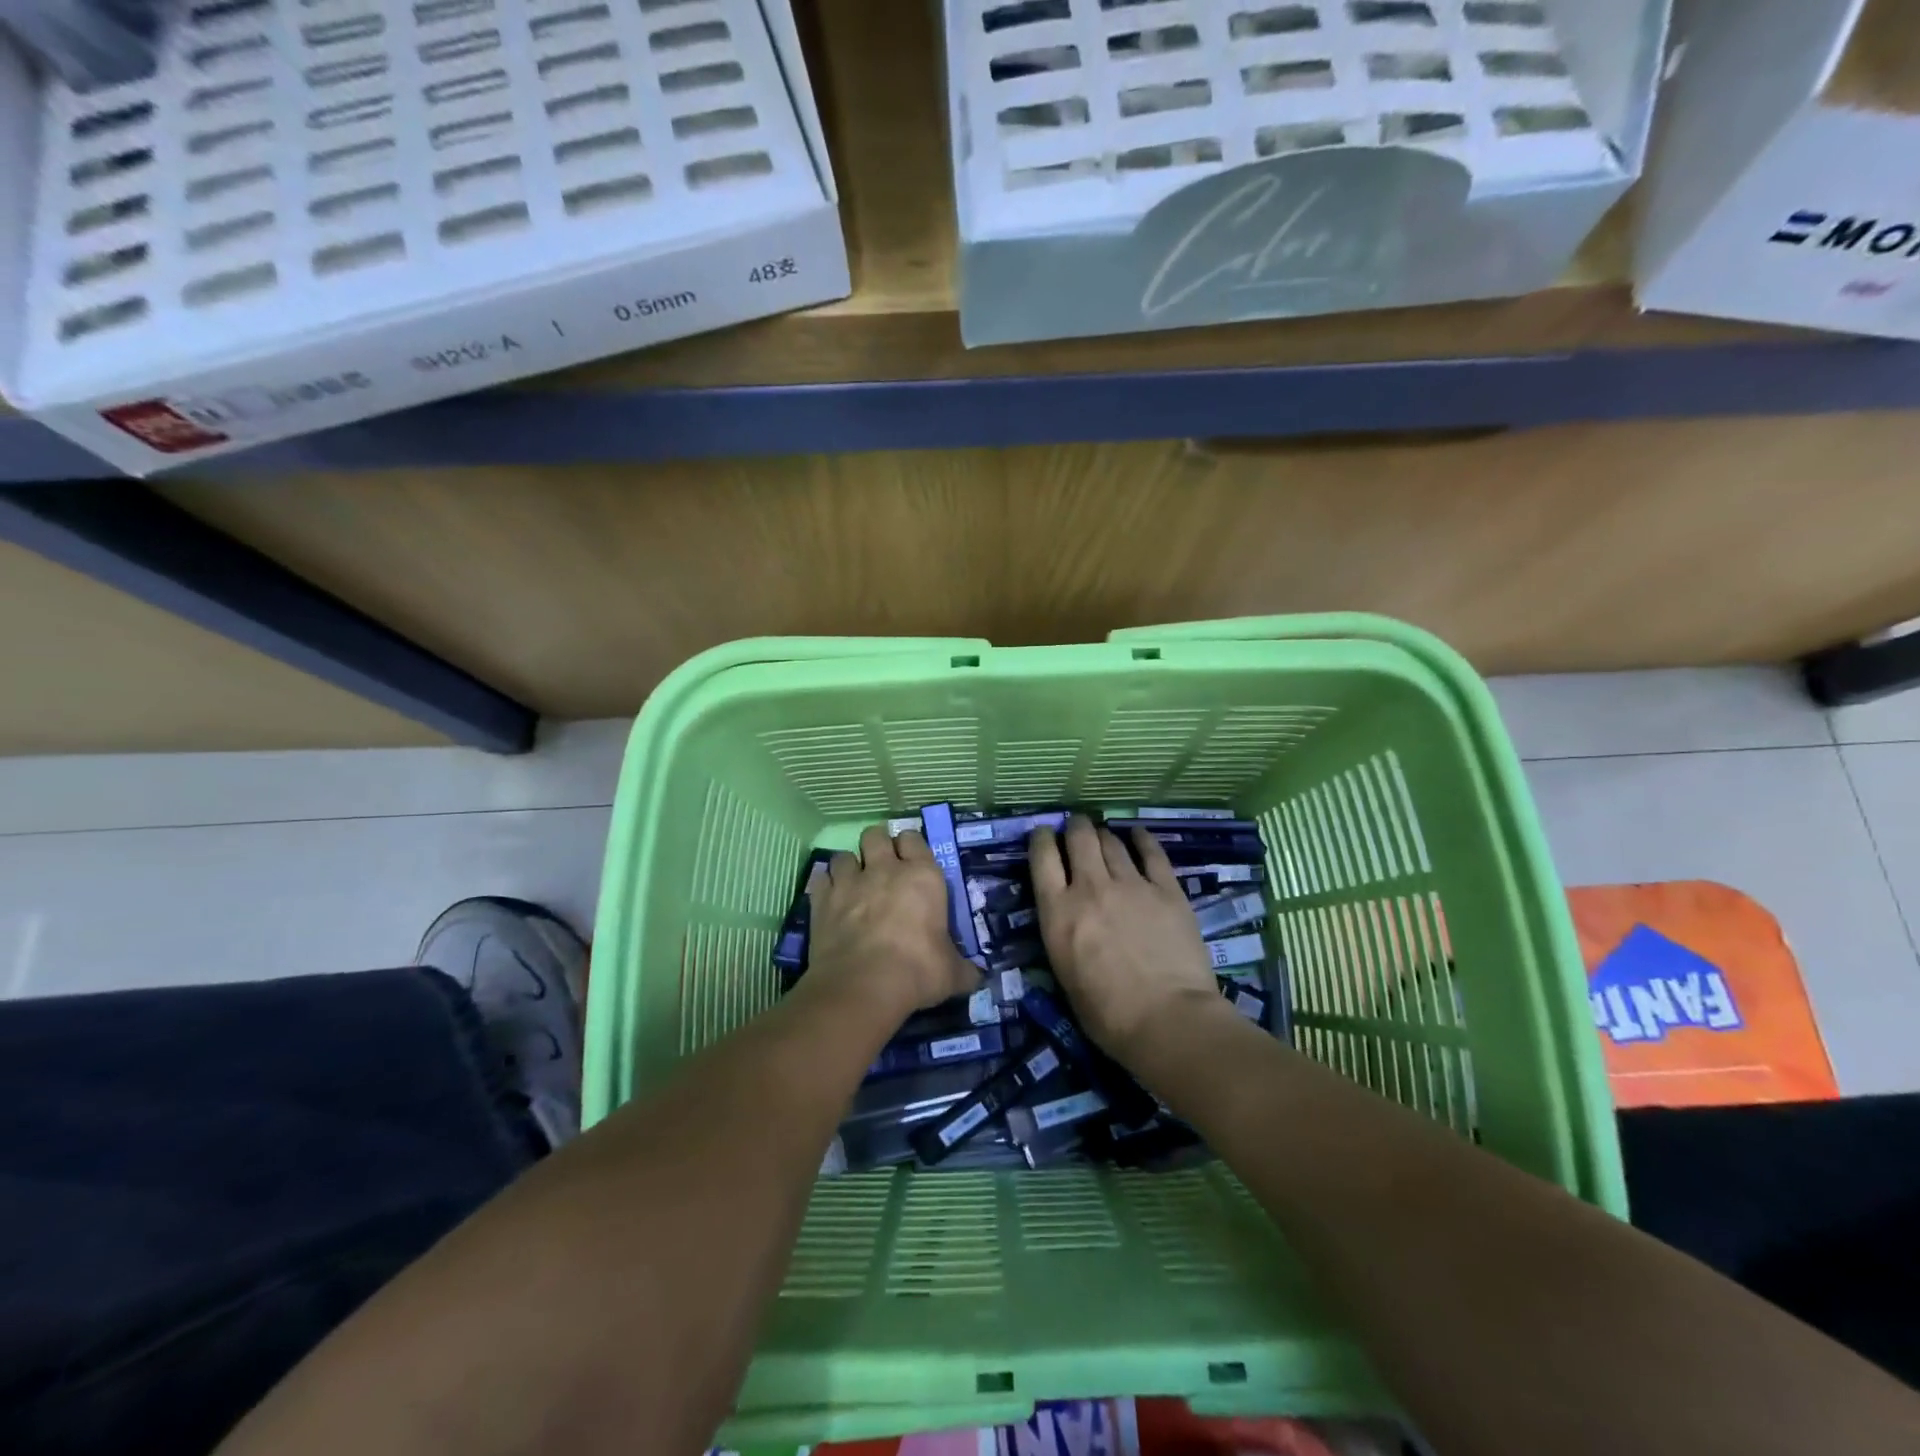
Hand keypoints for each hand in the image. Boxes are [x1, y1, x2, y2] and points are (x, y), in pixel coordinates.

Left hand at [805, 824, 982, 1016]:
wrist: (863, 986)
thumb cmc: (917, 972)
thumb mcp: (952, 974)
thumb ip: (963, 968)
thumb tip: (976, 976)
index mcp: (922, 876)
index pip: (914, 839)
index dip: (911, 846)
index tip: (911, 860)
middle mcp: (885, 869)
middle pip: (876, 835)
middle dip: (877, 845)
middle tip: (881, 865)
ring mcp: (849, 882)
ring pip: (844, 854)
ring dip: (849, 866)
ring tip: (853, 884)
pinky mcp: (822, 900)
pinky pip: (821, 879)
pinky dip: (825, 886)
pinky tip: (830, 900)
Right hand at [1030, 816, 1226, 1060]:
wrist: (1167, 1020)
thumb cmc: (1107, 1014)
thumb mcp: (1063, 973)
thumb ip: (1062, 934)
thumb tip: (1068, 918)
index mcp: (1058, 912)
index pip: (1042, 858)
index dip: (1041, 838)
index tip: (1043, 834)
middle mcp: (1091, 888)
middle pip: (1079, 838)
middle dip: (1075, 827)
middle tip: (1077, 827)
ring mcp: (1131, 885)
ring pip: (1112, 842)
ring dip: (1104, 835)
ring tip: (1104, 835)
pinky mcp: (1167, 890)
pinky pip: (1152, 853)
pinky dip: (1142, 839)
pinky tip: (1138, 834)